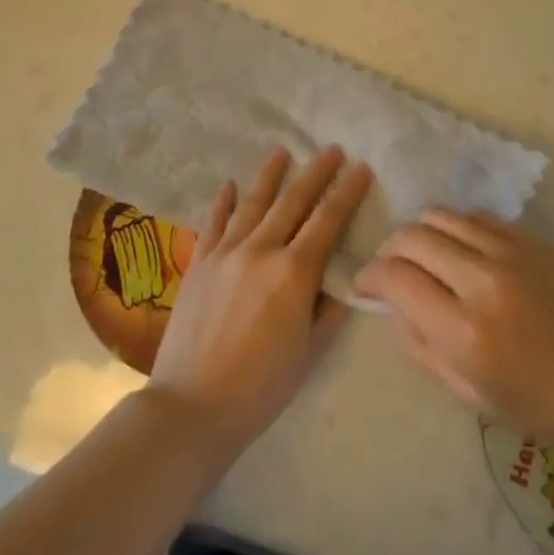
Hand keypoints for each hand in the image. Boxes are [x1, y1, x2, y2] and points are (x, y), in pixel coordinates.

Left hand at [146, 145, 370, 454]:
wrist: (192, 405)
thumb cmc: (262, 386)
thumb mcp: (310, 351)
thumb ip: (329, 308)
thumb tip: (341, 278)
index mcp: (294, 272)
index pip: (328, 221)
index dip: (347, 193)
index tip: (361, 168)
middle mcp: (261, 249)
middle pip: (293, 201)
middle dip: (316, 173)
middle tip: (331, 149)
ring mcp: (225, 252)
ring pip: (252, 202)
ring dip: (270, 174)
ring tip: (282, 150)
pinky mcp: (199, 262)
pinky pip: (214, 222)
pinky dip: (223, 201)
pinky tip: (229, 184)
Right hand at [353, 212, 553, 470]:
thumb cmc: (550, 409)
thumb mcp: (474, 398)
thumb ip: (424, 348)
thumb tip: (396, 307)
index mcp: (465, 331)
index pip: (395, 278)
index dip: (369, 277)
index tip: (365, 285)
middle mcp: (482, 280)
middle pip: (412, 236)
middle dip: (390, 251)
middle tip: (392, 271)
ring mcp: (511, 251)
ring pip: (442, 216)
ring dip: (421, 233)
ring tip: (425, 256)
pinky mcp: (534, 239)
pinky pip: (478, 218)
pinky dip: (457, 229)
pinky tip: (464, 251)